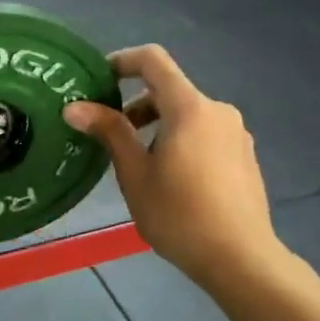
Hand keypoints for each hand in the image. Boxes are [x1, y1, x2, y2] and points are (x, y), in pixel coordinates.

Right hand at [64, 46, 282, 288]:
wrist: (242, 260)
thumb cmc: (180, 215)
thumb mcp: (135, 174)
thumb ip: (109, 132)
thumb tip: (75, 106)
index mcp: (190, 108)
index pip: (153, 60)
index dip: (122, 61)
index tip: (98, 82)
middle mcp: (217, 111)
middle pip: (169, 90)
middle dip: (135, 104)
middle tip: (109, 134)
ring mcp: (236, 133)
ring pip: (187, 114)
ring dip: (157, 125)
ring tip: (137, 163)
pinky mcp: (244, 156)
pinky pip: (205, 133)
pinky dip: (180, 140)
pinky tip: (170, 179)